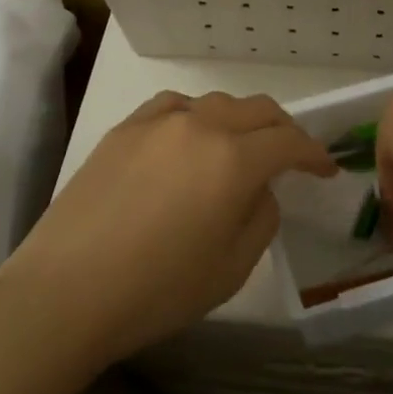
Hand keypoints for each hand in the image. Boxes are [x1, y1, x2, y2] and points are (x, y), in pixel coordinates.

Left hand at [0, 92, 335, 366]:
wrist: (66, 290)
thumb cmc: (157, 290)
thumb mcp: (231, 268)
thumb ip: (260, 218)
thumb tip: (259, 190)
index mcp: (233, 161)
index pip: (289, 143)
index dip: (314, 154)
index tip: (326, 169)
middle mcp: (200, 126)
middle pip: (257, 110)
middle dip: (283, 130)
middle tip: (292, 155)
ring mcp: (158, 121)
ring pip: (216, 103)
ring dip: (240, 121)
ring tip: (241, 147)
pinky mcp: (124, 128)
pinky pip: (174, 107)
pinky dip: (197, 116)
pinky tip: (189, 138)